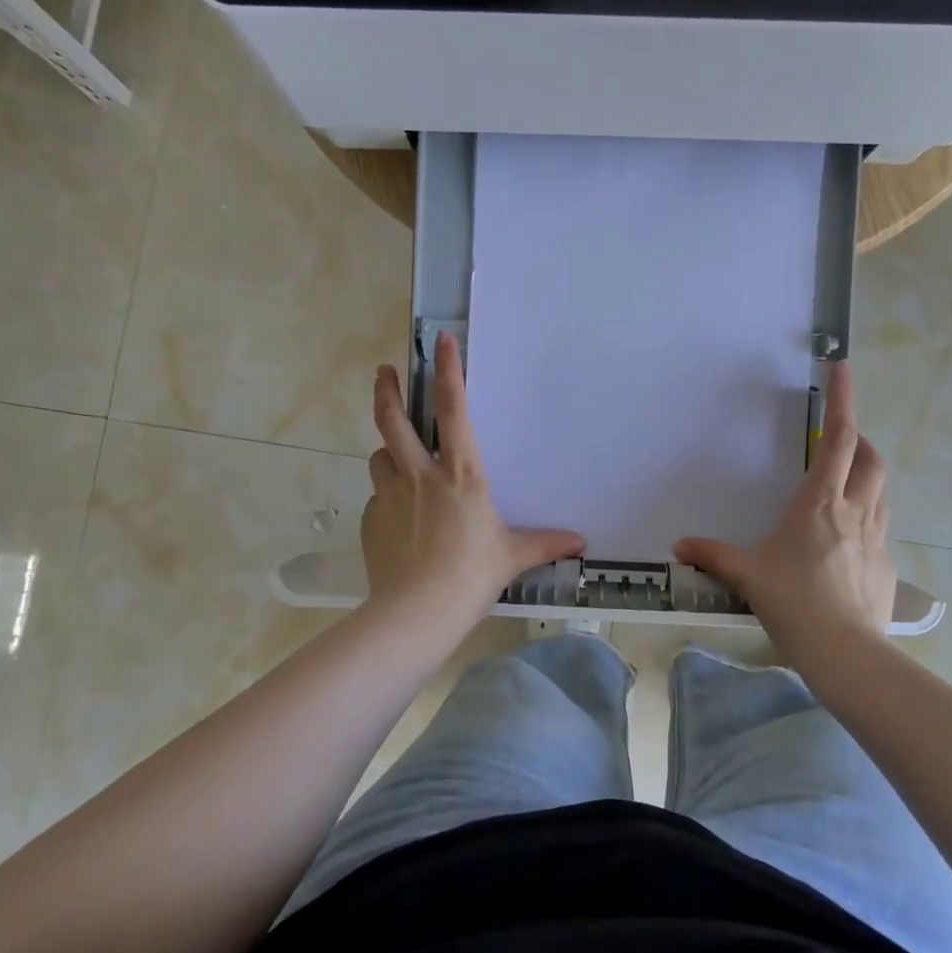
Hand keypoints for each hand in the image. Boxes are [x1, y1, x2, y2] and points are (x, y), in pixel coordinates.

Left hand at [362, 331, 584, 627]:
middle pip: (393, 419)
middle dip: (387, 390)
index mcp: (460, 474)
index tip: (442, 340)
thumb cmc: (471, 575)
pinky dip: (386, 496)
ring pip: (380, 456)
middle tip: (385, 372)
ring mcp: (389, 495)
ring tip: (398, 459)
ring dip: (388, 451)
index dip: (448, 371)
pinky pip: (376, 496)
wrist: (416, 612)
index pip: (453, 410)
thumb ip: (544, 543)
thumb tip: (581, 542)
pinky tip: (397, 519)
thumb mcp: (512, 556)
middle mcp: (420, 474)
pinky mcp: (371, 519)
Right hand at [674, 362, 895, 640]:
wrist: (843, 650)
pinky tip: (846, 539)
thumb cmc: (792, 600)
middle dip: (859, 440)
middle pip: (871, 459)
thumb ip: (712, 555)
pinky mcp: (884, 564)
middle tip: (841, 439)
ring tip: (844, 483)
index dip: (843, 401)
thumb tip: (679, 547)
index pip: (838, 439)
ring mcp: (875, 538)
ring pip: (881, 490)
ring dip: (866, 475)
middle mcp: (853, 511)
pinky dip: (867, 516)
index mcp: (819, 503)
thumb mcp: (746, 574)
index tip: (843, 366)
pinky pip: (879, 526)